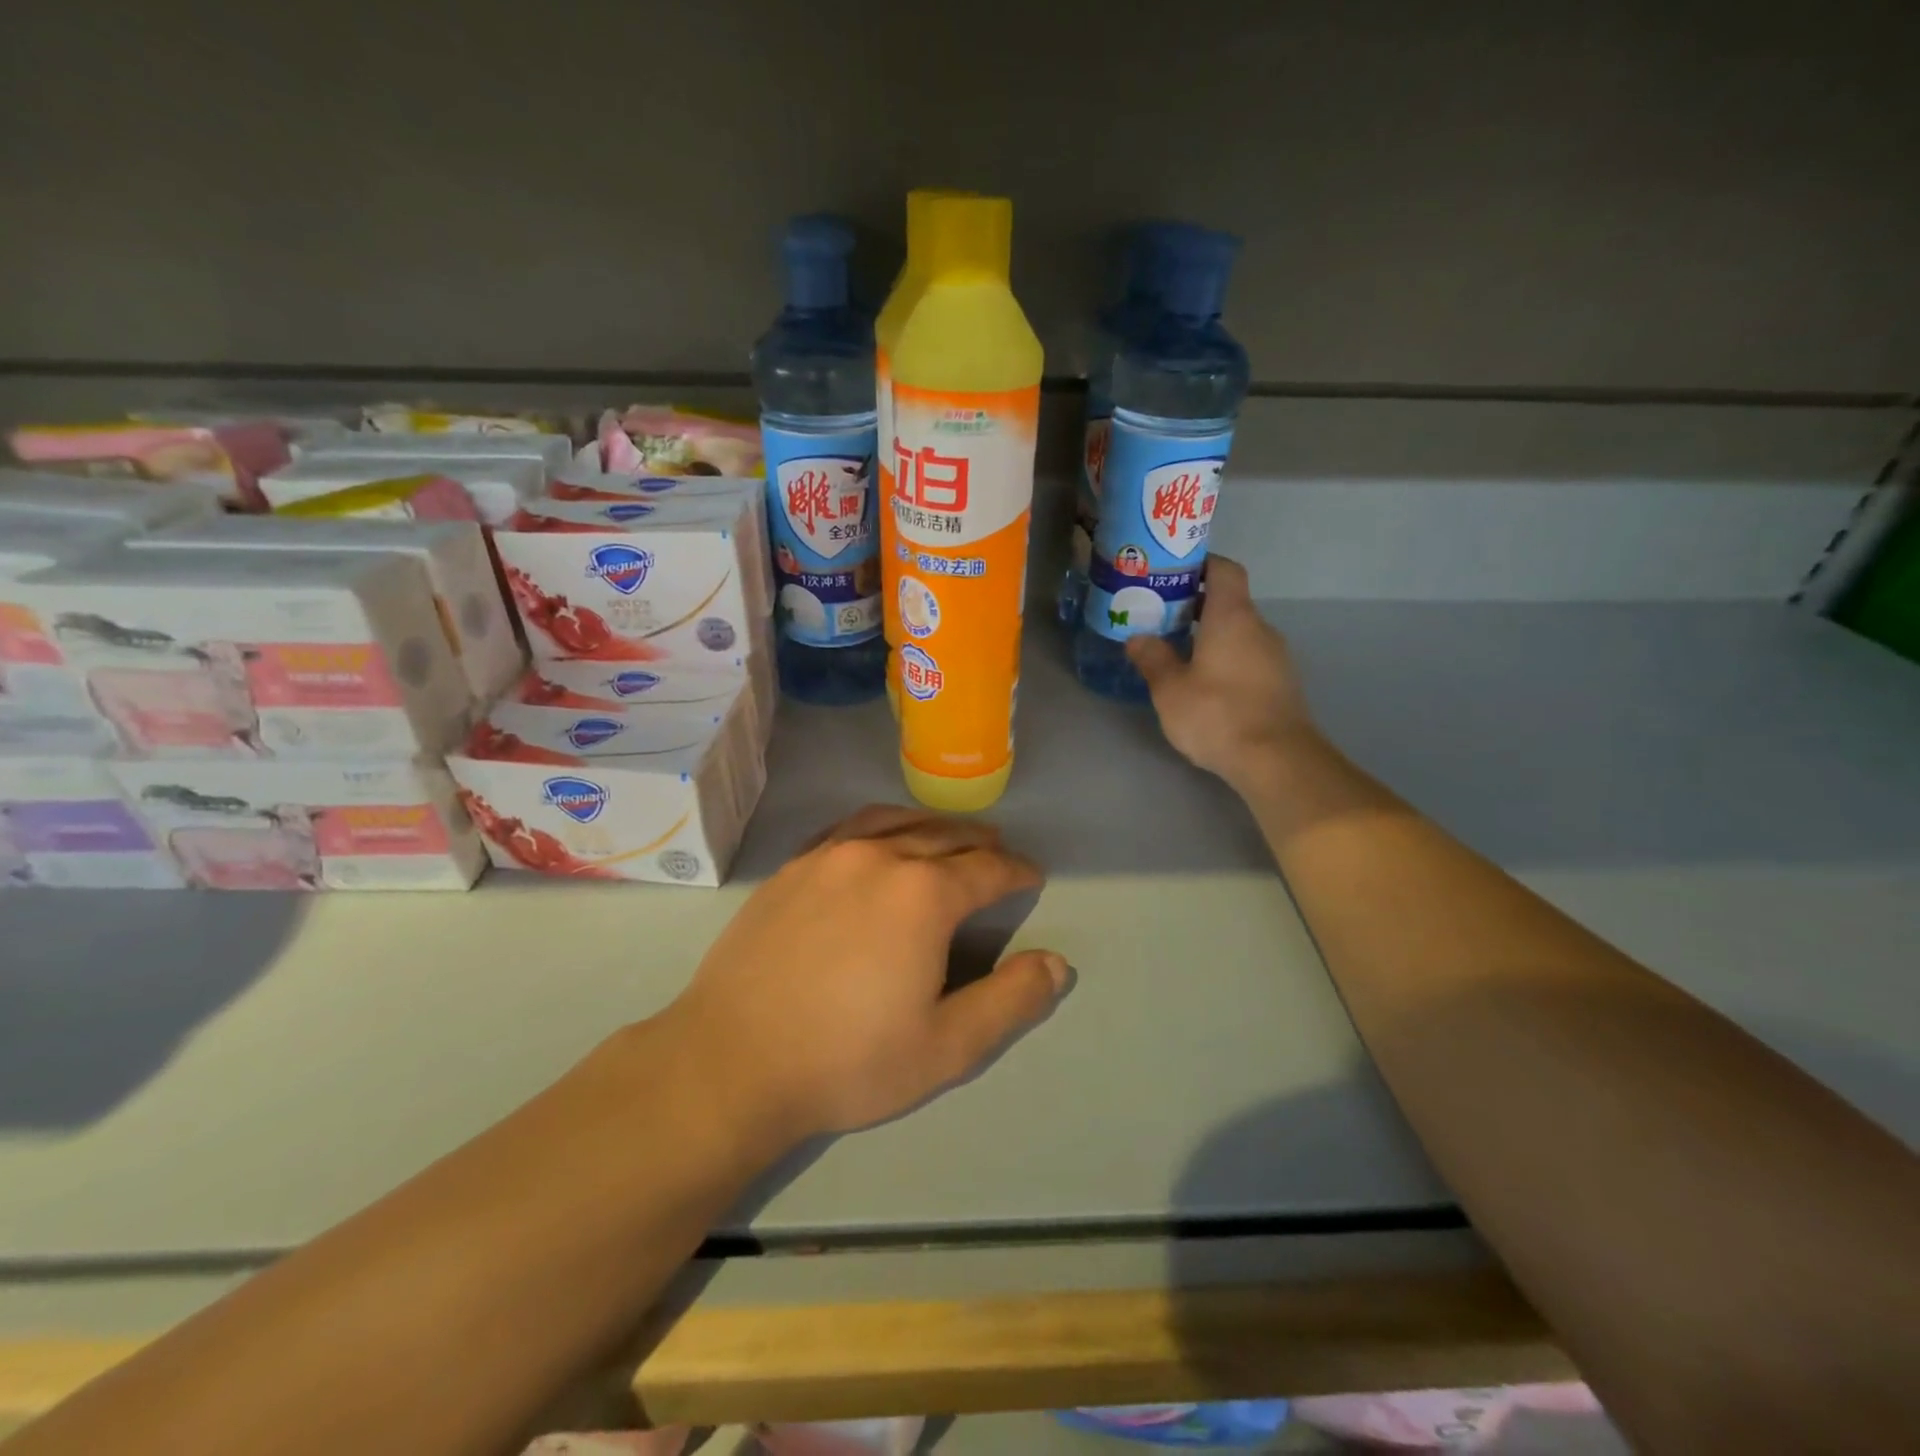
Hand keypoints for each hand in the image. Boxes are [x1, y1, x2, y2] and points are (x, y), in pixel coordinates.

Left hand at [662, 807, 1070, 1146]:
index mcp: (924, 894)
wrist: (731, 1060)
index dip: (1017, 871)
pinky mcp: (793, 866)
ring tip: (949, 838)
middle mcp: (880, 857)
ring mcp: (829, 855)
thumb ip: (1010, 1001)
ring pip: (897, 822)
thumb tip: (1058, 964)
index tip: (1032, 876)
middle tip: (998, 854)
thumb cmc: (846, 1060)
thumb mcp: (946, 1047)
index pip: (988, 868)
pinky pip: (849, 827)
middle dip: (981, 844)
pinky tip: (881, 839)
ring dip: (933, 827)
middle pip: (945, 836)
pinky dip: (881, 825)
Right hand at [1127, 555, 1317, 788]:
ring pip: (1239, 633)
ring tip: (1178, 654)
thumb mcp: (1170, 689)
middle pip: (1230, 602)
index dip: (1200, 565)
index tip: (1172, 574)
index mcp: (1232, 616)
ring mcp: (1276, 656)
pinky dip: (1227, 660)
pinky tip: (1205, 685)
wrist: (1277, 760)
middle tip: (1162, 618)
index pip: (1224, 569)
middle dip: (1197, 606)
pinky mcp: (1281, 684)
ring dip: (1212, 636)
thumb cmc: (1217, 714)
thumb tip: (1138, 638)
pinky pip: (1249, 658)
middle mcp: (1259, 628)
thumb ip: (1153, 658)